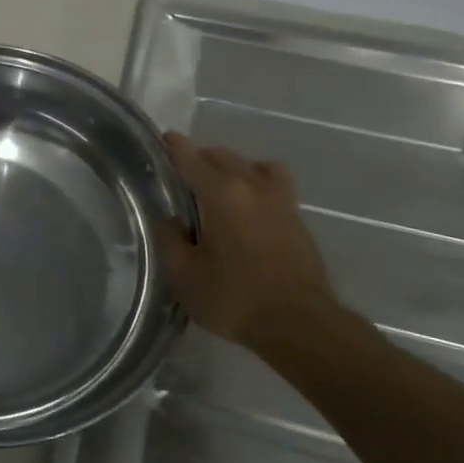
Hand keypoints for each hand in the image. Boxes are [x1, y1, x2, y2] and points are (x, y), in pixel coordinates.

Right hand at [157, 132, 368, 353]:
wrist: (300, 323)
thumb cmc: (234, 298)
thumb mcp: (184, 275)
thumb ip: (170, 240)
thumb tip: (170, 220)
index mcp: (220, 193)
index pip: (191, 158)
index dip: (174, 146)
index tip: (163, 138)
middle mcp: (251, 185)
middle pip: (221, 156)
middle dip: (200, 158)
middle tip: (182, 174)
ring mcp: (279, 198)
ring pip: (250, 164)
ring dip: (231, 167)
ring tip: (219, 185)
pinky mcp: (297, 216)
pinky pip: (272, 181)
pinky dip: (256, 180)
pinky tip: (249, 202)